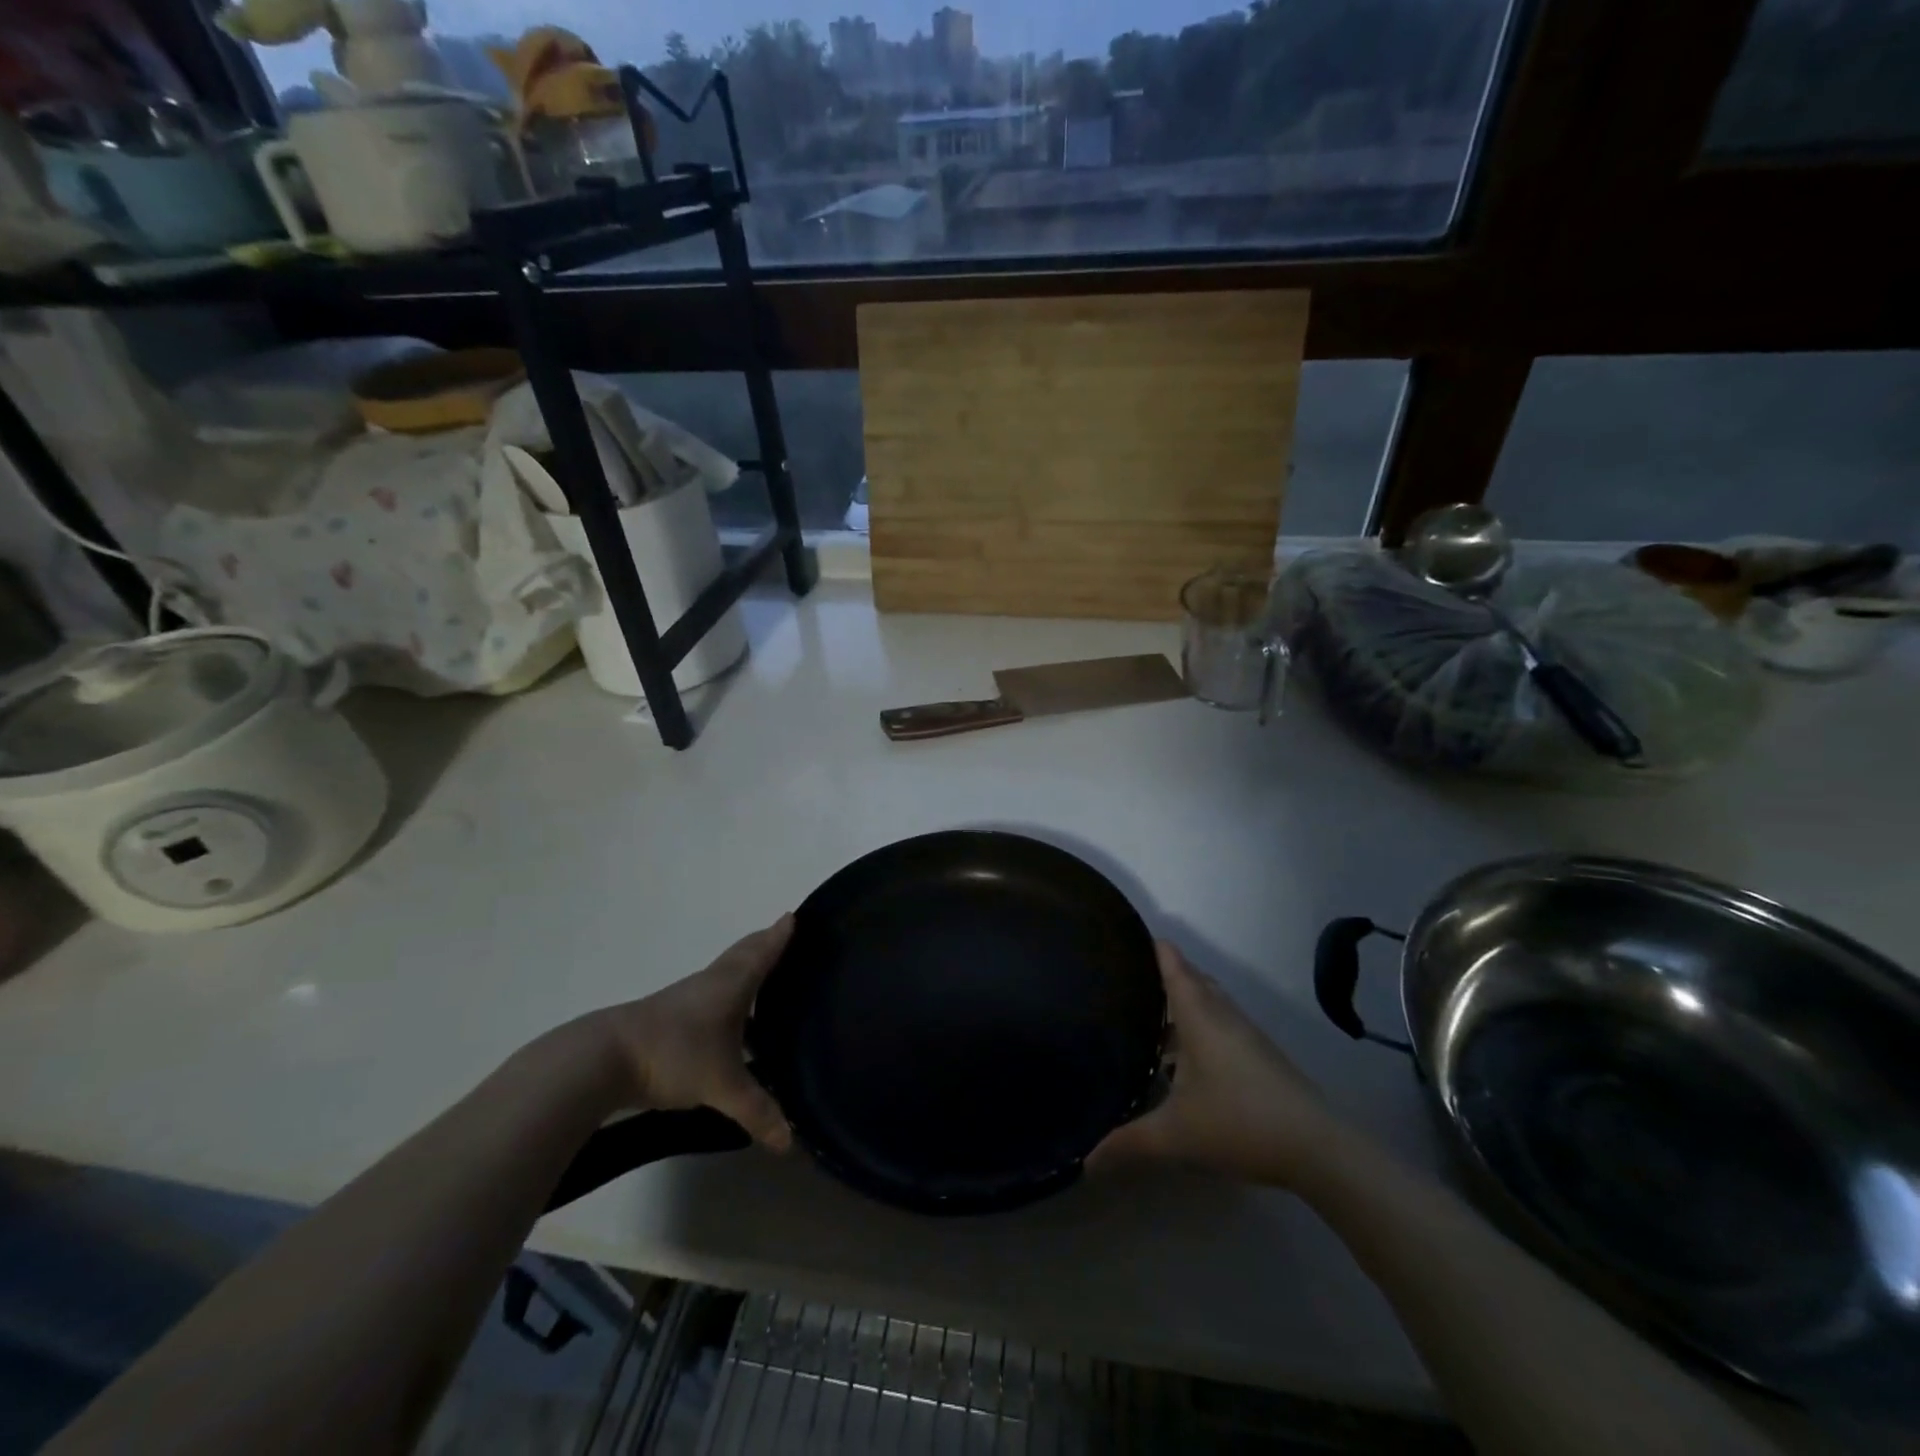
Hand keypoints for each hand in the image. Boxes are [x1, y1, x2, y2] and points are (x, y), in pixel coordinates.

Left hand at [585, 915, 794, 1152]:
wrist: (603, 1059)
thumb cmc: (675, 1054)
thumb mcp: (722, 1086)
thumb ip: (757, 1110)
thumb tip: (789, 1141)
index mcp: (731, 984)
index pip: (763, 951)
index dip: (780, 935)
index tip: (794, 915)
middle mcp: (711, 982)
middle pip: (743, 954)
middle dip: (764, 944)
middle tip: (785, 936)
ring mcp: (687, 998)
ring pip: (725, 973)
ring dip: (745, 968)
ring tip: (766, 977)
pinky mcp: (670, 1017)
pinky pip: (710, 994)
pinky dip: (728, 994)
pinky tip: (730, 1019)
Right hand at [1088, 941, 1339, 1187]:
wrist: (1317, 1148)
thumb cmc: (1239, 1122)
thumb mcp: (1174, 1135)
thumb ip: (1127, 1143)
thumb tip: (1083, 1162)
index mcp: (1198, 1013)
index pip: (1171, 962)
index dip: (1148, 944)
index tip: (1121, 937)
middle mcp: (1221, 1013)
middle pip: (1189, 977)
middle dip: (1159, 974)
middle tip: (1122, 981)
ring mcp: (1245, 1033)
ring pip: (1207, 1002)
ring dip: (1180, 1004)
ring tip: (1144, 1018)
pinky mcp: (1259, 1054)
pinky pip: (1220, 1023)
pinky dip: (1197, 1026)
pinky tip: (1182, 1061)